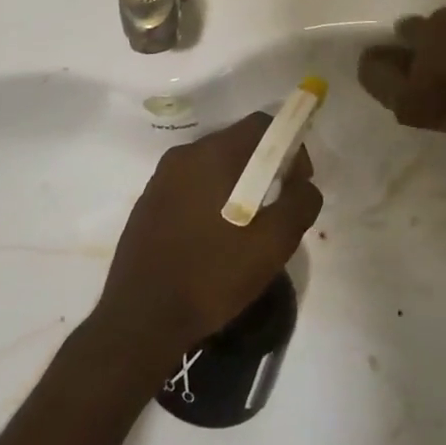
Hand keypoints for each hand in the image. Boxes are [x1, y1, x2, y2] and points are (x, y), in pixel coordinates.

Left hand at [95, 113, 321, 366]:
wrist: (140, 320)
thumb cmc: (211, 275)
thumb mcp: (272, 244)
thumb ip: (299, 204)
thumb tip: (305, 185)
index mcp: (213, 154)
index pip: (261, 125)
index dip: (290, 145)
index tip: (298, 182)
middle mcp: (183, 155)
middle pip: (237, 143)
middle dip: (265, 167)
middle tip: (279, 207)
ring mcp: (161, 178)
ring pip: (213, 166)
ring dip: (238, 184)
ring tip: (249, 228)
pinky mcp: (148, 202)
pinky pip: (191, 186)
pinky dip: (212, 199)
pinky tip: (216, 238)